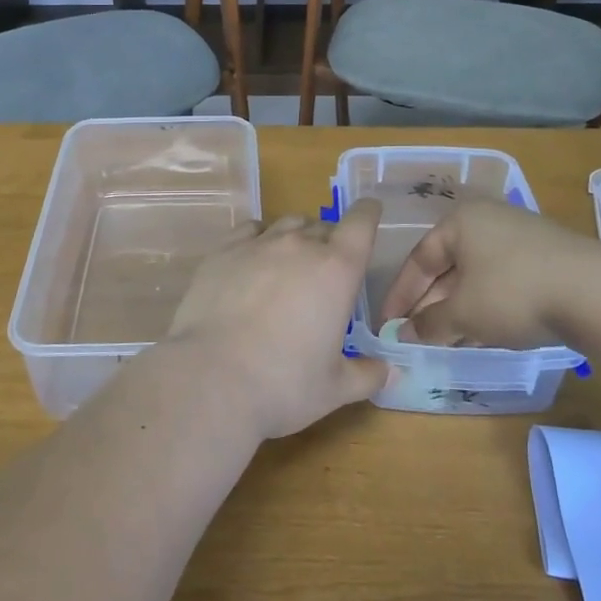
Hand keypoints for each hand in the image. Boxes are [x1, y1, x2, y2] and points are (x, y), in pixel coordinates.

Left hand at [165, 201, 390, 439]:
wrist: (211, 378)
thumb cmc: (283, 385)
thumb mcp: (335, 388)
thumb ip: (367, 374)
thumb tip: (389, 371)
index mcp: (337, 270)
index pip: (361, 223)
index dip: (368, 213)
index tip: (369, 212)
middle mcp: (299, 245)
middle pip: (323, 226)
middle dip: (329, 242)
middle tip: (324, 273)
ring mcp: (258, 244)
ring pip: (286, 224)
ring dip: (295, 238)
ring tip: (288, 266)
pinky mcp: (223, 251)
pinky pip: (249, 230)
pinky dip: (259, 239)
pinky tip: (253, 260)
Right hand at [377, 198, 600, 350]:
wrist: (598, 293)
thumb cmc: (513, 292)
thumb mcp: (464, 313)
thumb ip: (429, 324)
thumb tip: (404, 334)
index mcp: (460, 220)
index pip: (419, 258)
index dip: (400, 295)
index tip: (387, 325)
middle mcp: (488, 220)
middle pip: (448, 265)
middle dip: (430, 303)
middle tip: (416, 336)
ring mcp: (521, 237)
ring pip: (476, 275)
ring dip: (457, 308)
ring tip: (445, 340)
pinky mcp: (548, 257)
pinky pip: (502, 280)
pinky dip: (487, 305)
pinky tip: (483, 332)